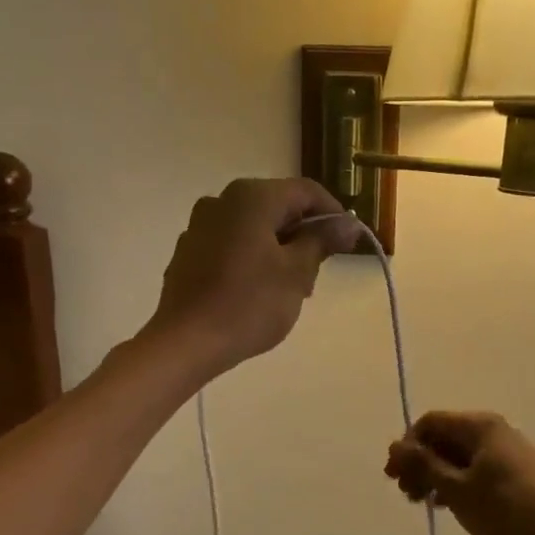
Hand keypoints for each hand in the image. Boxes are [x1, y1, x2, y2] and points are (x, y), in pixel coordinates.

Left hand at [145, 178, 352, 381]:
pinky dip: (253, 258)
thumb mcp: (297, 273)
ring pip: (254, 227)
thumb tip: (347, 223)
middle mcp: (222, 200)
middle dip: (304, 235)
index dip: (333, 214)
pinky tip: (259, 292)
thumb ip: (322, 241)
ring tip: (292, 288)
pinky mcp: (189, 253)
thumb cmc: (249, 304)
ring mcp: (200, 226)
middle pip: (278, 207)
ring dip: (280, 249)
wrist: (186, 342)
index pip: (306, 191)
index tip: (349, 244)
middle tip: (320, 272)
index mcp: (251, 197)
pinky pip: (232, 245)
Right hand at [384, 411, 534, 534]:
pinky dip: (456, 481)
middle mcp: (490, 429)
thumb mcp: (456, 488)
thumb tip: (395, 446)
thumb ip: (423, 465)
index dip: (407, 446)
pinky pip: (473, 466)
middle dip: (419, 463)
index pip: (429, 423)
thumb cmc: (505, 506)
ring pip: (457, 454)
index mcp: (477, 425)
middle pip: (443, 437)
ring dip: (435, 475)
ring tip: (425, 503)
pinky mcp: (512, 468)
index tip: (395, 476)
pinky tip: (449, 505)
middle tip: (407, 494)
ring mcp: (504, 449)